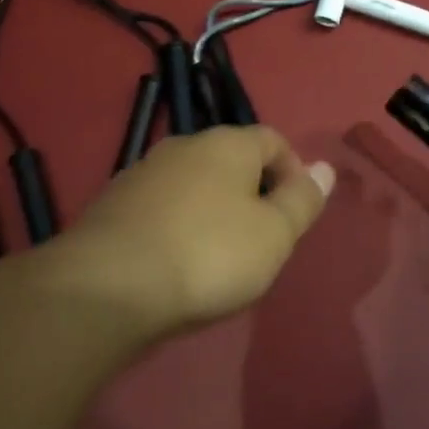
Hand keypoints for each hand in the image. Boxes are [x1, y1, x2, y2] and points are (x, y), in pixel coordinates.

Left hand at [47, 125, 334, 336]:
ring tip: (215, 256)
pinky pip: (159, 207)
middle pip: (231, 160)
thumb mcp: (274, 234)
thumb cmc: (207, 255)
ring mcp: (142, 173)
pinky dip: (175, 226)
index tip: (294, 213)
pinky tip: (172, 263)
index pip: (273, 140)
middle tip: (259, 238)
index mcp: (228, 144)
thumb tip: (325, 168)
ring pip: (193, 183)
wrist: (103, 289)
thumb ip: (302, 200)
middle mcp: (185, 146)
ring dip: (211, 209)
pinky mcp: (110, 205)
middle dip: (251, 192)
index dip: (293, 171)